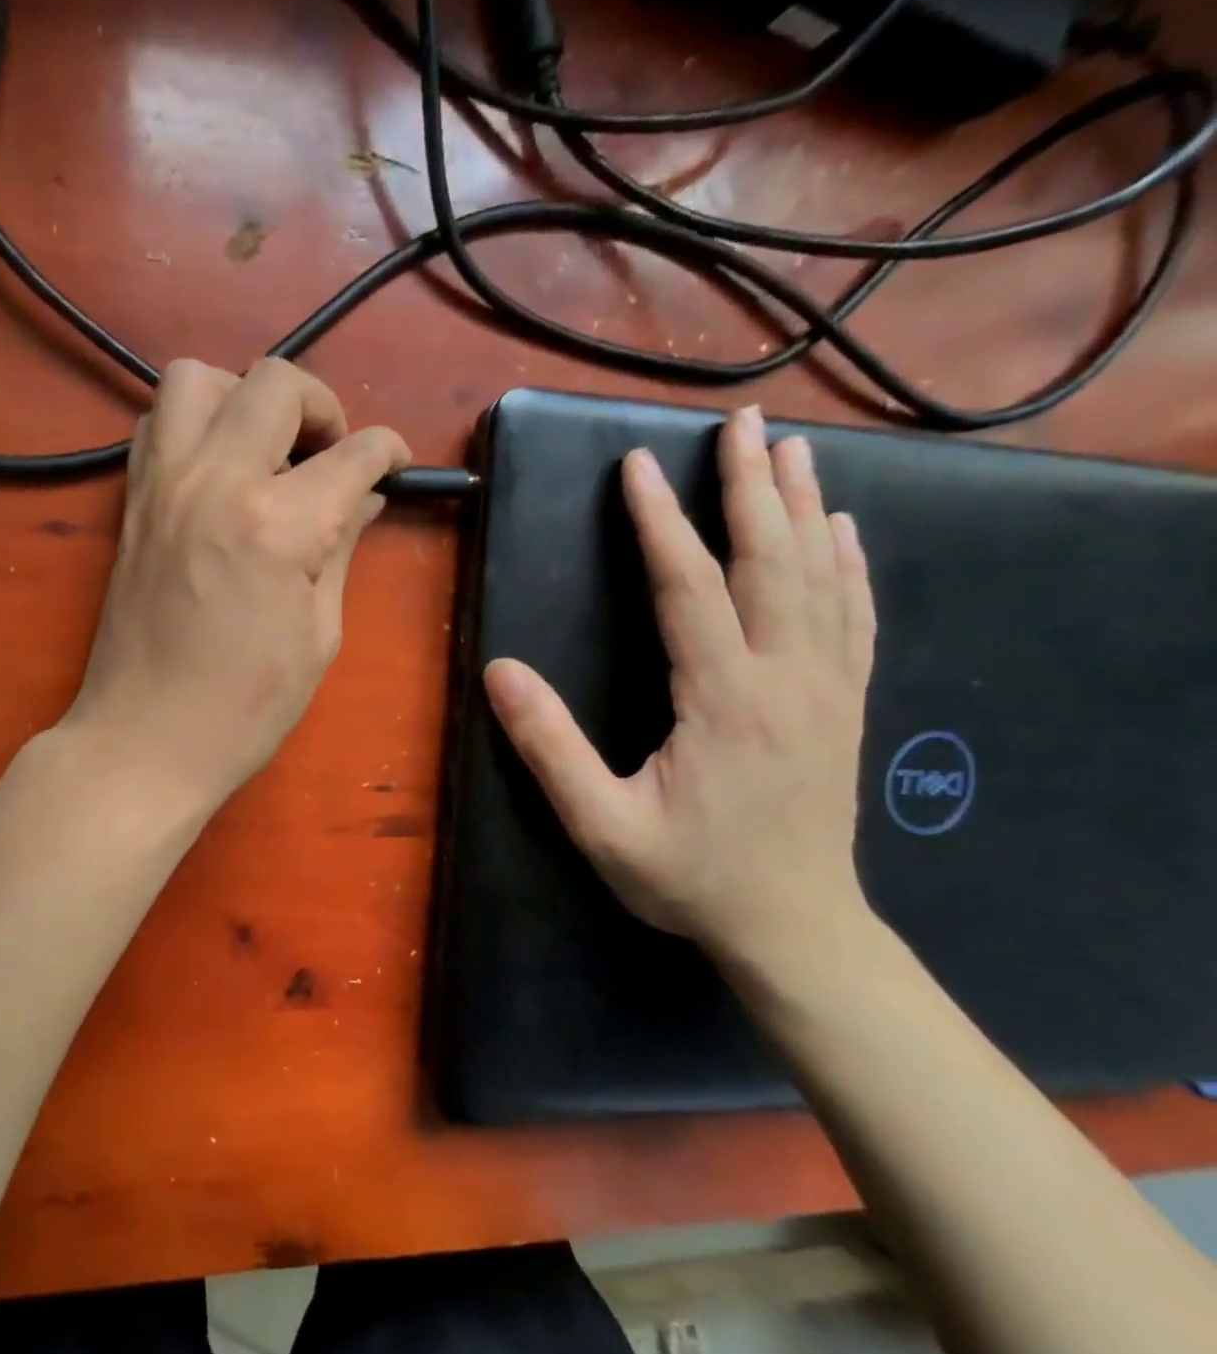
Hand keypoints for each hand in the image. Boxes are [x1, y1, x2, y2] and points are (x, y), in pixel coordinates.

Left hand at [63, 357, 409, 807]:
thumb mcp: (318, 634)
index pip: (353, 452)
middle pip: (275, 382)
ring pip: (198, 378)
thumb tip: (363, 498)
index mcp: (278, 524)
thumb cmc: (244, 707)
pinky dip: (195, 423)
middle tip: (332, 455)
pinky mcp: (132, 501)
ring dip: (245, 397)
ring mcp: (162, 484)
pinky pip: (158, 422)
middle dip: (323, 406)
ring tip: (266, 450)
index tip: (396, 466)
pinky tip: (218, 469)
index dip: (389, 452)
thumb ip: (341, 549)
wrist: (143, 740)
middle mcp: (215, 480)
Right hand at [483, 406, 876, 968]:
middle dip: (749, 487)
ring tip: (789, 450)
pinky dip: (848, 563)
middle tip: (740, 424)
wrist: (797, 930)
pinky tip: (842, 530)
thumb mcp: (602, 826)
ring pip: (818, 577)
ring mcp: (826, 689)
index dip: (661, 523)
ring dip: (801, 507)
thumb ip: (550, 749)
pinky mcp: (844, 704)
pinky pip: (854, 616)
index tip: (639, 466)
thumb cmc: (690, 878)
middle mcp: (785, 679)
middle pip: (770, 562)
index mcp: (723, 701)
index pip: (689, 588)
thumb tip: (499, 672)